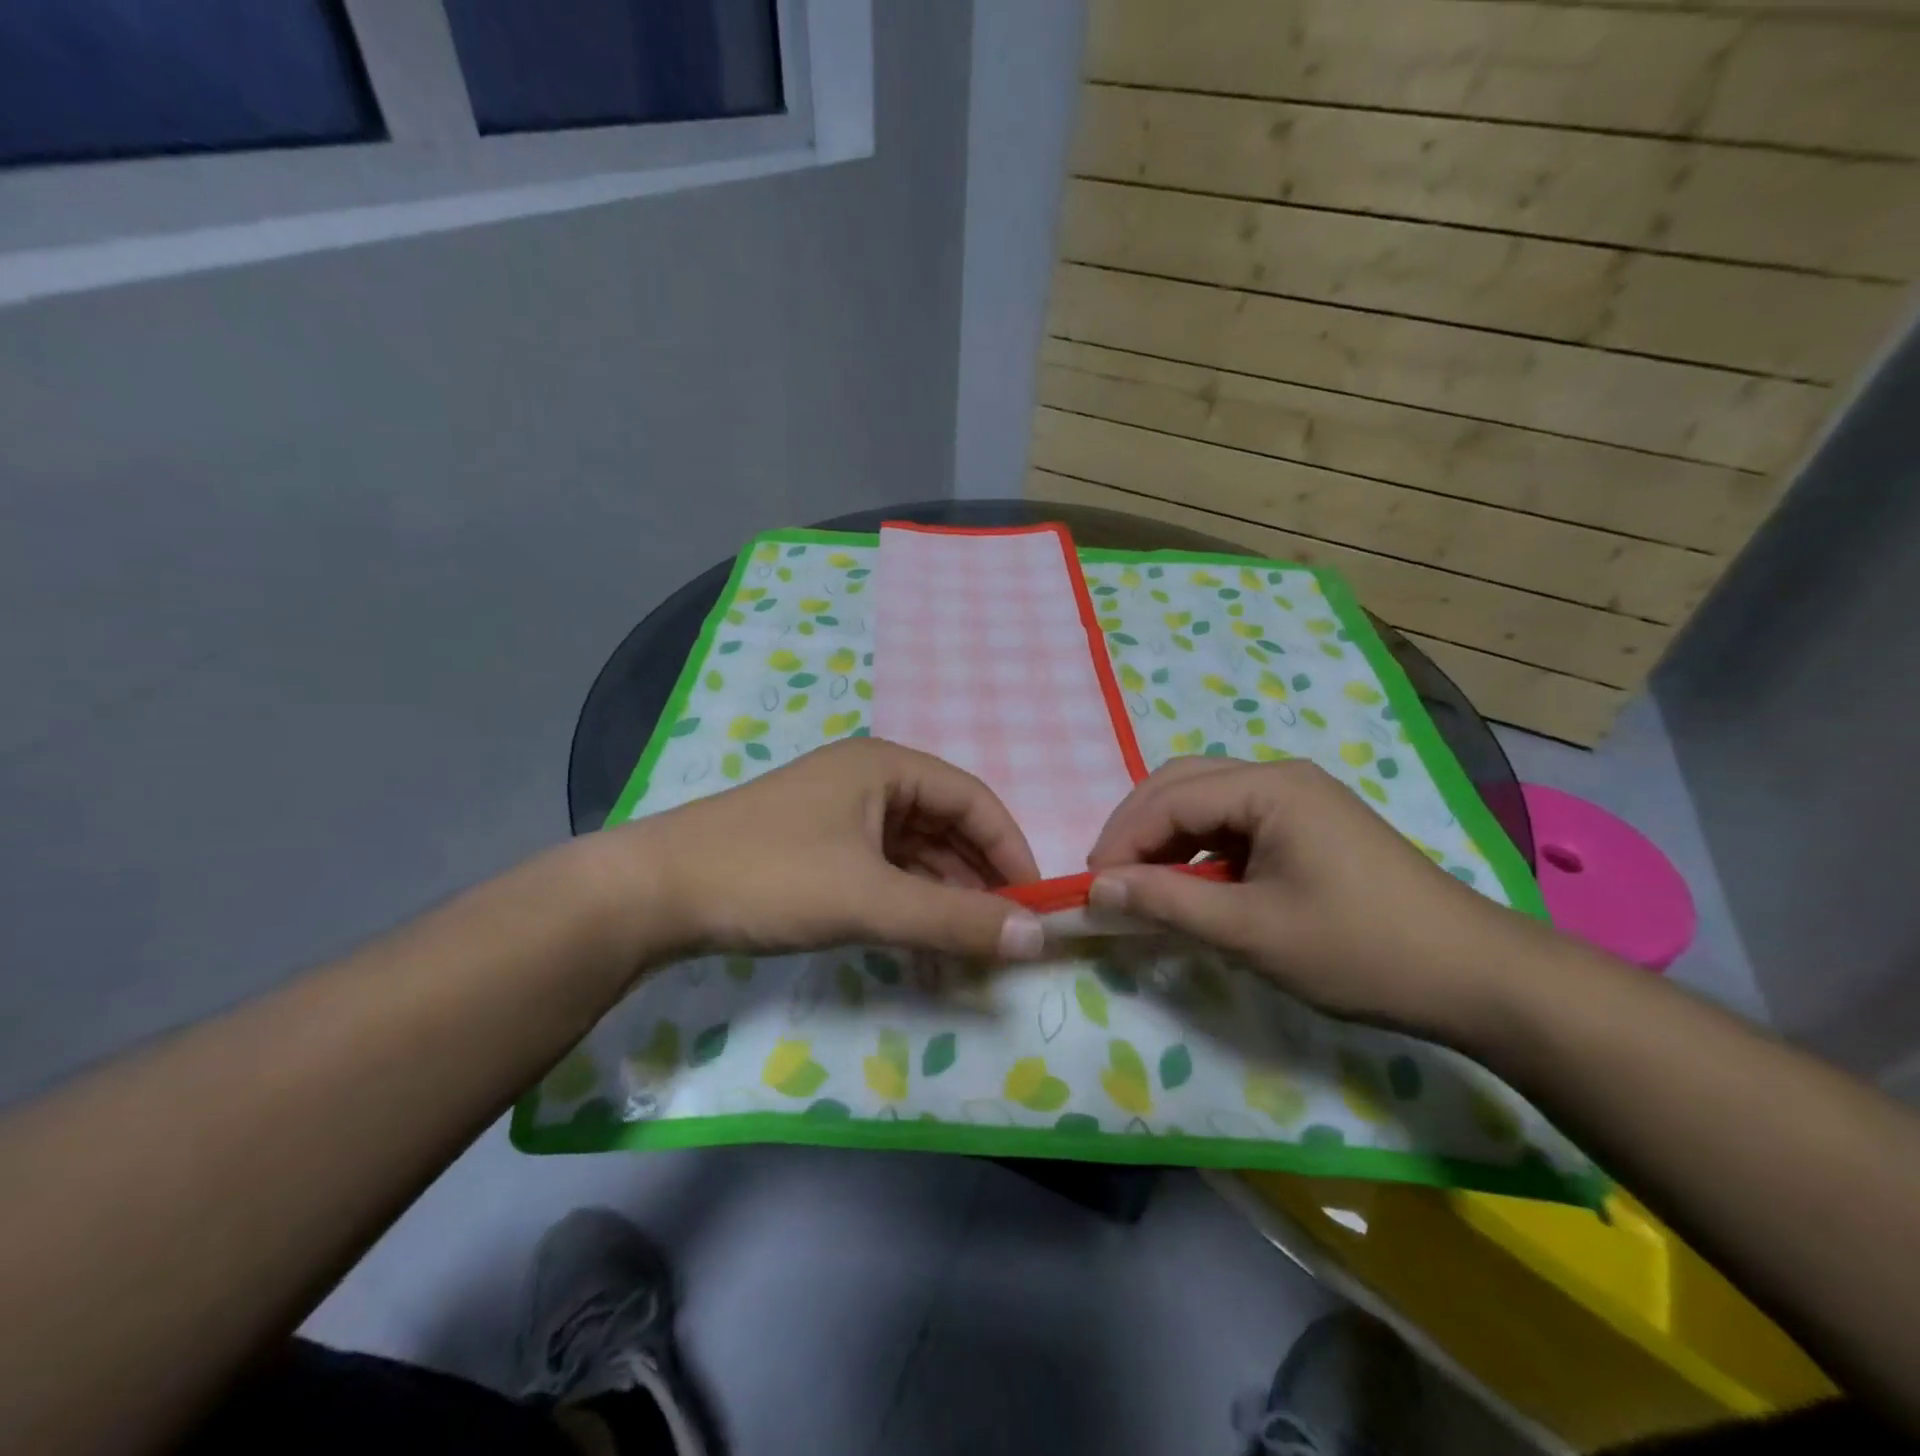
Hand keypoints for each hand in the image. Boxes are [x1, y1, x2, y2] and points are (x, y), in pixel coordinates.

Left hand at [596, 737, 1045, 967]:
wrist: (652, 894)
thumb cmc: (770, 878)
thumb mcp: (869, 899)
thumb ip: (954, 919)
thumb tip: (1036, 938)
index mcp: (886, 767)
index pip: (974, 798)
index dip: (1010, 848)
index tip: (1035, 903)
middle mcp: (868, 781)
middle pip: (946, 825)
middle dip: (978, 878)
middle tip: (1004, 934)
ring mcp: (840, 815)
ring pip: (915, 853)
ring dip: (943, 896)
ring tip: (968, 948)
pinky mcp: (818, 848)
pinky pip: (883, 871)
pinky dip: (907, 903)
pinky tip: (920, 942)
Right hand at [1085, 757, 1543, 1038]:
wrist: (1475, 977)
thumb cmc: (1360, 950)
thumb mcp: (1252, 932)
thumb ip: (1167, 903)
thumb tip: (1096, 888)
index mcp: (1269, 786)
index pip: (1170, 798)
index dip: (1122, 839)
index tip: (1090, 887)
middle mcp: (1280, 776)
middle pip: (1182, 784)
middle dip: (1137, 828)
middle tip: (1108, 879)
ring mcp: (1298, 799)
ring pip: (1206, 801)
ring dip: (1166, 838)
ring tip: (1140, 884)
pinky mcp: (1308, 825)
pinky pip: (1233, 823)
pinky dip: (1199, 849)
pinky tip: (1191, 884)